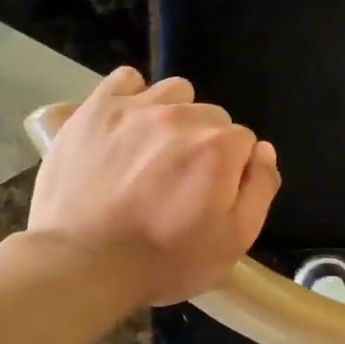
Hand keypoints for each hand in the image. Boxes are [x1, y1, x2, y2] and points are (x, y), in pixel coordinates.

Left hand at [21, 68, 280, 304]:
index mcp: (219, 147)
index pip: (245, 142)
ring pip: (175, 94)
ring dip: (175, 116)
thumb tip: (263, 151)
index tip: (211, 196)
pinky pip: (128, 80)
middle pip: (212, 117)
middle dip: (205, 144)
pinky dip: (134, 97)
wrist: (82, 264)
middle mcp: (182, 116)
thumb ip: (261, 190)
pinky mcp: (96, 108)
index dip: (232, 171)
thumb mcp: (234, 242)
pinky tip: (128, 125)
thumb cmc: (165, 260)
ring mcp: (136, 108)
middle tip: (181, 181)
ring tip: (155, 150)